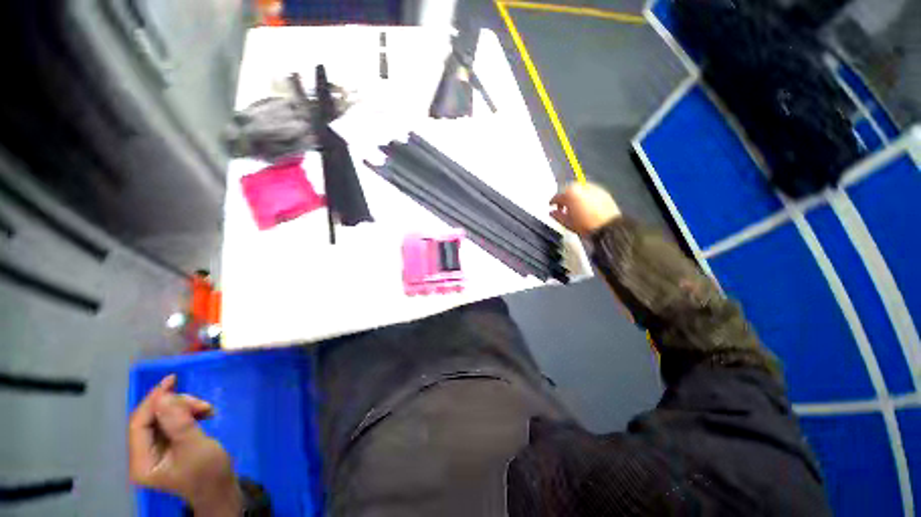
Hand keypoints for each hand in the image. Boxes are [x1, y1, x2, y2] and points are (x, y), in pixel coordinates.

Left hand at [128, 375, 241, 516]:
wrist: (221, 488)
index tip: (172, 381)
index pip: (139, 424)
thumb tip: (164, 397)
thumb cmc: (208, 472)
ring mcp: (155, 450)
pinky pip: (173, 421)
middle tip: (201, 404)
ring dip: (186, 408)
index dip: (153, 402)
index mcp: (142, 462)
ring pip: (164, 417)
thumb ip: (178, 423)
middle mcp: (143, 455)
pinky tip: (203, 413)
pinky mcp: (168, 445)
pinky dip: (188, 413)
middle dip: (176, 406)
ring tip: (207, 409)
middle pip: (151, 419)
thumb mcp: (196, 447)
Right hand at [550, 182, 620, 236]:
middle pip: (569, 190)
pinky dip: (585, 198)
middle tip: (562, 207)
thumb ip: (557, 215)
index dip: (553, 202)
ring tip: (574, 208)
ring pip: (580, 190)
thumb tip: (552, 213)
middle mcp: (582, 186)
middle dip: (565, 198)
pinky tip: (585, 207)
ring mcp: (594, 188)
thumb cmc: (587, 225)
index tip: (551, 206)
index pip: (557, 196)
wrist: (608, 227)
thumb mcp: (567, 222)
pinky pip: (590, 192)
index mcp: (570, 192)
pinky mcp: (603, 192)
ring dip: (575, 197)